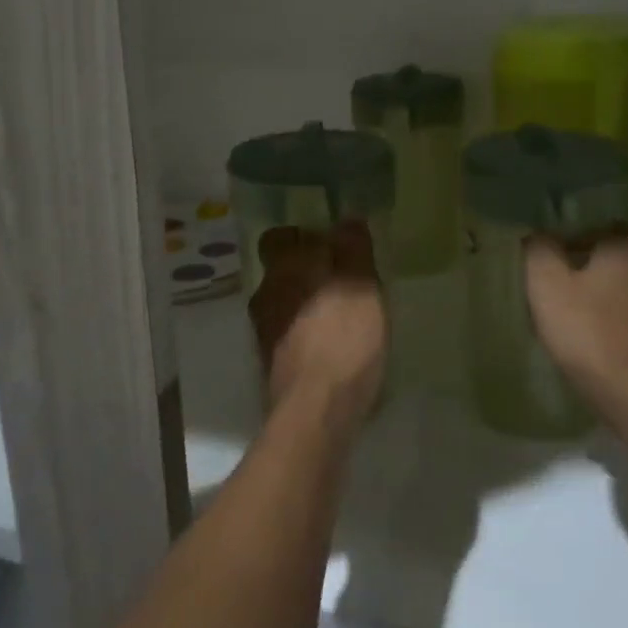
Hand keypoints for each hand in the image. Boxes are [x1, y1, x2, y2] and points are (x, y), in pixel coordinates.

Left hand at [248, 221, 385, 430]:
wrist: (316, 409)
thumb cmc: (343, 337)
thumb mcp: (361, 285)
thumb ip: (354, 249)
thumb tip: (348, 217)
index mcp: (284, 268)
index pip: (278, 238)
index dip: (301, 238)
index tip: (330, 244)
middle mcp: (266, 295)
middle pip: (284, 272)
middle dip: (309, 273)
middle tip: (345, 280)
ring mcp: (265, 333)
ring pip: (286, 304)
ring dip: (309, 305)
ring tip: (345, 315)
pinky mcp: (274, 365)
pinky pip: (291, 335)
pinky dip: (308, 334)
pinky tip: (335, 346)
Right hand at [524, 234, 627, 401]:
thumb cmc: (587, 327)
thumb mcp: (547, 282)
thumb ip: (539, 250)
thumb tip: (538, 236)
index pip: (592, 226)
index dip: (564, 239)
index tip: (543, 257)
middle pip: (602, 257)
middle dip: (576, 266)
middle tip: (546, 280)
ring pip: (611, 286)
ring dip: (588, 294)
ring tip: (557, 308)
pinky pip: (619, 312)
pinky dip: (600, 317)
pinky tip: (579, 332)